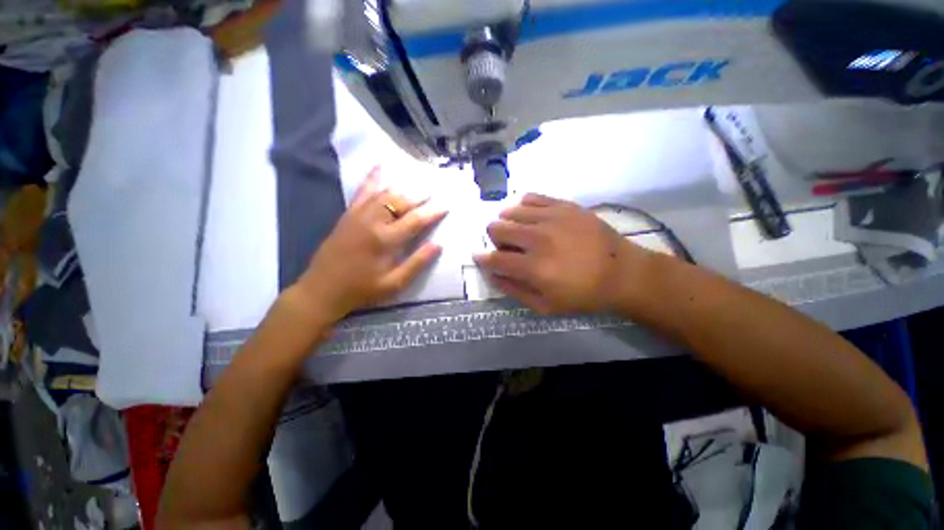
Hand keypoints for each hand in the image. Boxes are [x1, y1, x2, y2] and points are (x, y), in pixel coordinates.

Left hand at [290, 168, 446, 323]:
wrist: (323, 289)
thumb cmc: (362, 289)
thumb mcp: (394, 284)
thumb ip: (417, 263)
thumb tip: (438, 245)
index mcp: (386, 240)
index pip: (416, 220)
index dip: (433, 212)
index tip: (446, 205)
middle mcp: (372, 221)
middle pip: (401, 201)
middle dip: (421, 195)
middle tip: (436, 189)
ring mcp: (358, 215)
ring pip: (384, 193)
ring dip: (404, 187)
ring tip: (419, 182)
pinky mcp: (348, 215)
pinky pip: (362, 192)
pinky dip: (372, 178)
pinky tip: (380, 166)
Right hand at [473, 194, 650, 313]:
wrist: (622, 272)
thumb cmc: (583, 294)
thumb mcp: (546, 306)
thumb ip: (514, 291)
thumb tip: (492, 275)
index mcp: (533, 268)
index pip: (494, 258)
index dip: (482, 259)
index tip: (480, 257)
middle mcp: (538, 239)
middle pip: (496, 228)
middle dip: (495, 240)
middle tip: (508, 247)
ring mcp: (551, 218)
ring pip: (510, 211)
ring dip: (508, 223)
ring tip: (520, 232)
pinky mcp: (564, 205)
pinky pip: (530, 197)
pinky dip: (523, 207)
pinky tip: (530, 217)